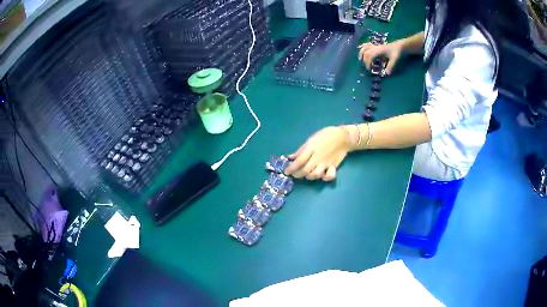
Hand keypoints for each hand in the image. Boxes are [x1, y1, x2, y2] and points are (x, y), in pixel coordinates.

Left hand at [285, 127, 350, 180]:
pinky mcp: (334, 167)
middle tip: (294, 174)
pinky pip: (330, 176)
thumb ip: (301, 150)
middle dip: (298, 175)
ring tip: (306, 174)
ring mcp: (326, 163)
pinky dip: (325, 178)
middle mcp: (318, 158)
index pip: (299, 161)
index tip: (286, 172)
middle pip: (306, 170)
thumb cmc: (325, 136)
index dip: (291, 168)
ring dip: (309, 176)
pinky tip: (322, 176)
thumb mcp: (311, 139)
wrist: (343, 137)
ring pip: (315, 175)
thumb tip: (290, 157)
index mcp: (311, 149)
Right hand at [358, 41, 402, 75]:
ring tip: (360, 59)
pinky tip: (361, 49)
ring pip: (365, 47)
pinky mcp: (377, 46)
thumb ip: (390, 66)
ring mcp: (376, 46)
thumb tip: (386, 74)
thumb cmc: (397, 52)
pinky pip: (367, 45)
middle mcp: (375, 47)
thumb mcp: (395, 59)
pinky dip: (363, 47)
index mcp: (378, 50)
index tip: (370, 69)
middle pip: (365, 52)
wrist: (400, 46)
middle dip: (364, 60)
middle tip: (367, 67)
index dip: (367, 63)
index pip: (369, 55)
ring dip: (361, 53)